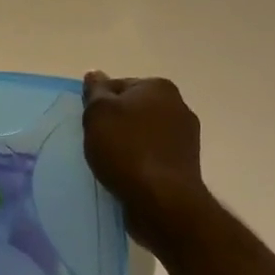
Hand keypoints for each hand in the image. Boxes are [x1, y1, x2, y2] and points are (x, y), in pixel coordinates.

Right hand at [82, 72, 210, 256]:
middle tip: (96, 142)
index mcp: (159, 87)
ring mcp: (185, 138)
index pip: (118, 86)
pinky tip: (126, 176)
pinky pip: (152, 157)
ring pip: (143, 134)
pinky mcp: (185, 166)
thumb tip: (95, 74)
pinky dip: (139, 163)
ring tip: (109, 163)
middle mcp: (178, 106)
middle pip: (133, 109)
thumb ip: (95, 90)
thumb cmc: (127, 149)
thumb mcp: (98, 113)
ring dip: (127, 145)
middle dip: (115, 123)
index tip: (89, 123)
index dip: (99, 103)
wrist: (162, 201)